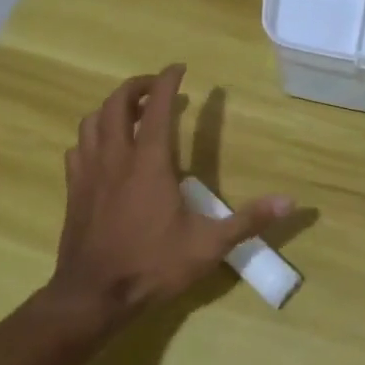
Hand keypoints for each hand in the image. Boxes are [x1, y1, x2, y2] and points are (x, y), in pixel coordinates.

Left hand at [49, 65, 293, 325]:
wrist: (93, 296)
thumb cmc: (152, 266)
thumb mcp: (208, 246)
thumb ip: (248, 220)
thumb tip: (291, 201)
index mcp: (149, 163)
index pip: (157, 107)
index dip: (167, 81)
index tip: (179, 68)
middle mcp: (115, 158)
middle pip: (116, 104)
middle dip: (136, 87)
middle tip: (156, 88)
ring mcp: (89, 173)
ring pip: (91, 122)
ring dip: (111, 108)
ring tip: (130, 113)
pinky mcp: (73, 190)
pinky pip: (77, 148)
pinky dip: (91, 137)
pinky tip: (103, 149)